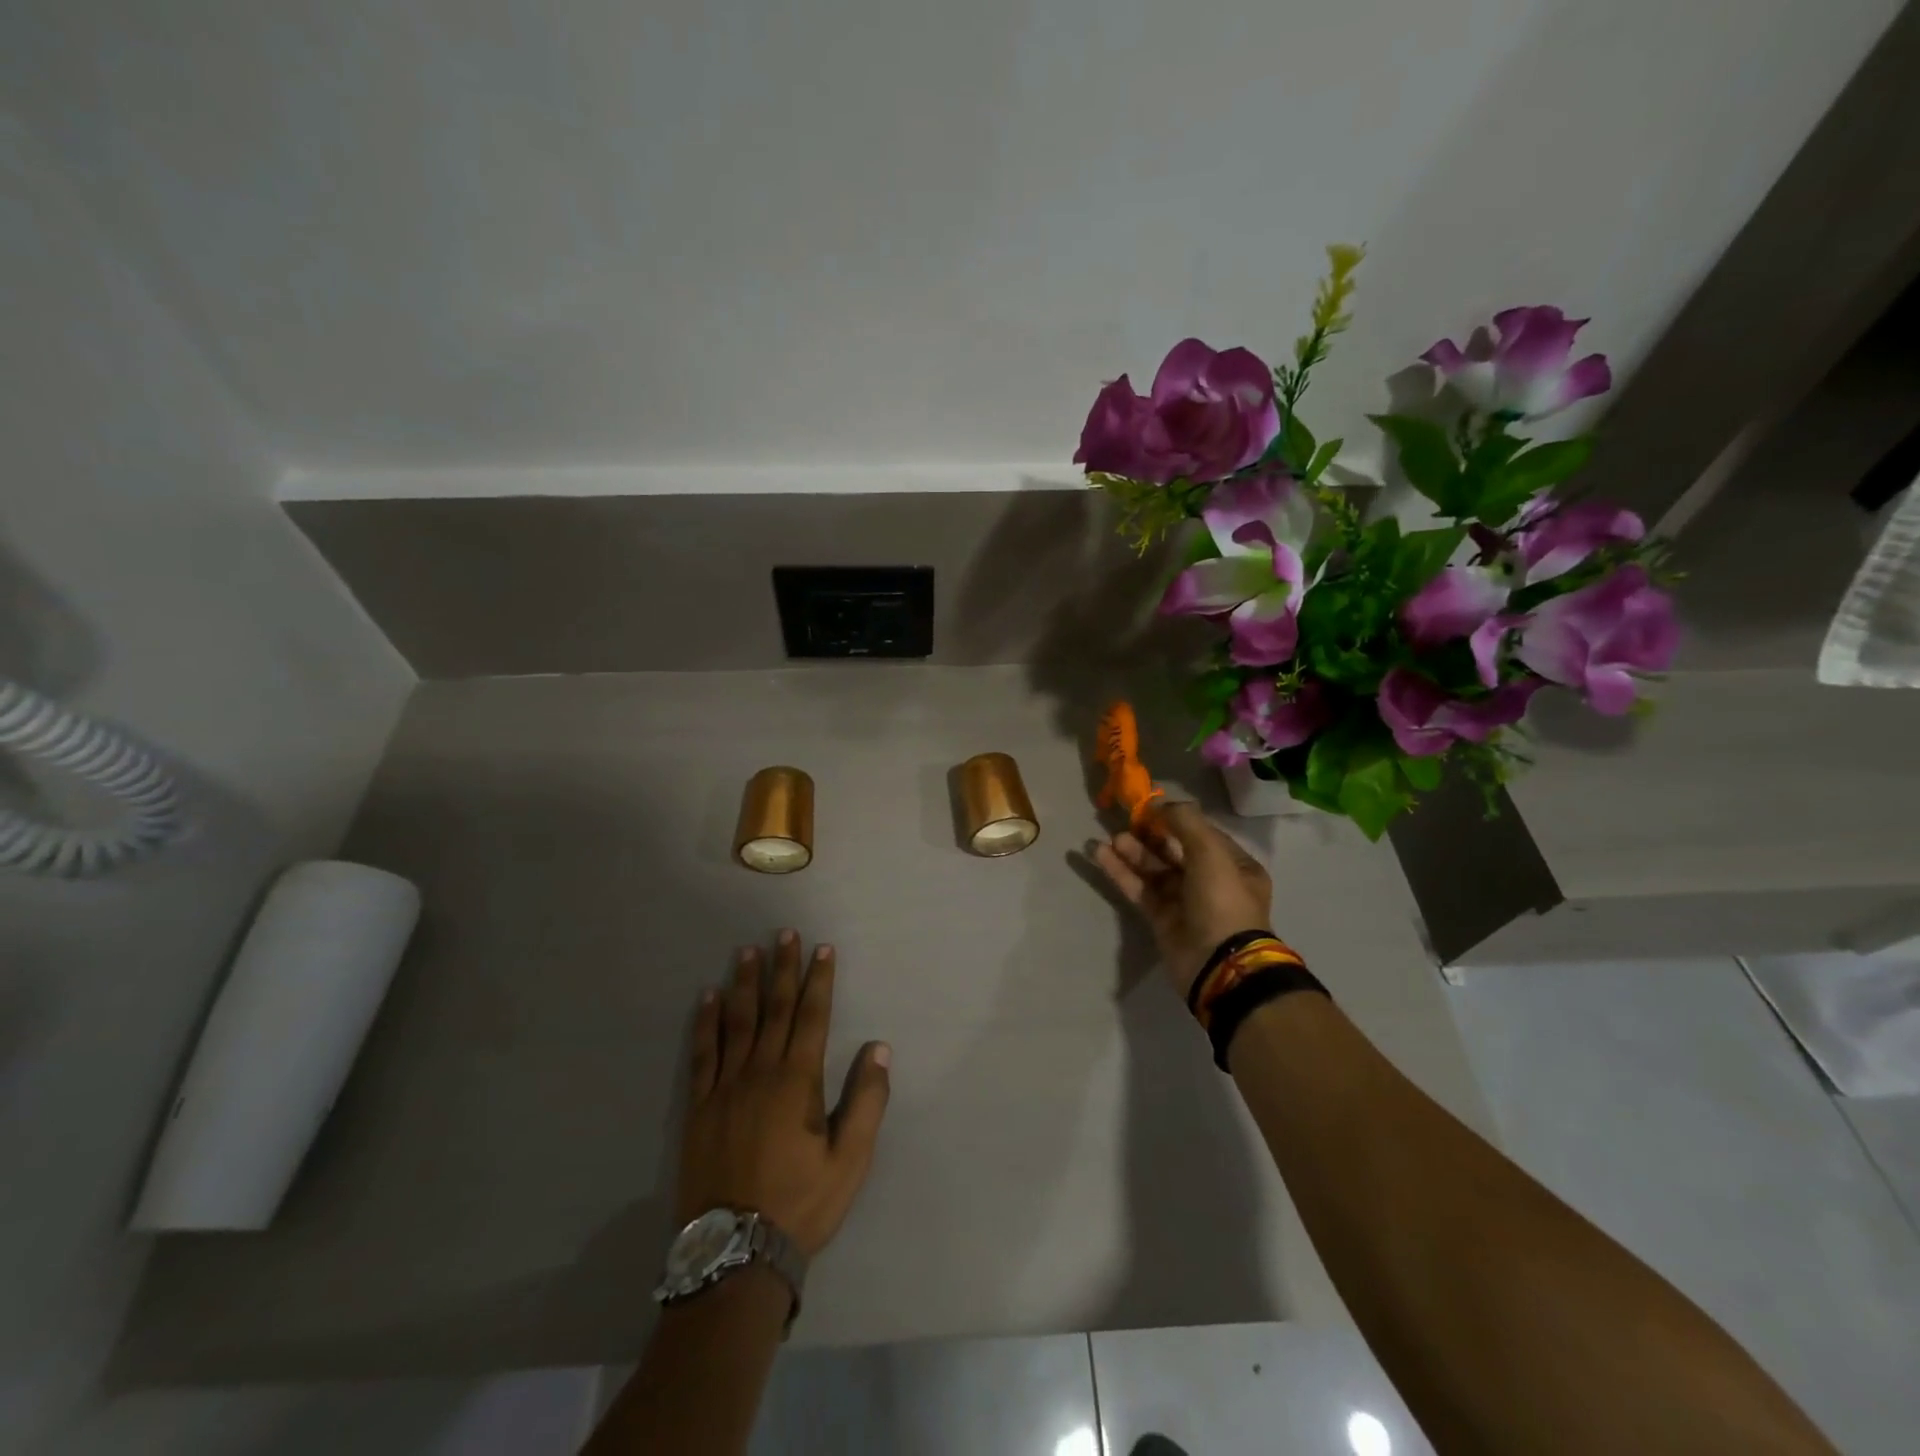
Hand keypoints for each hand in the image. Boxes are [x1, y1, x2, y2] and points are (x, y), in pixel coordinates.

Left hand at [677, 930, 890, 1257]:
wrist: (734, 1255)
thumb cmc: (800, 1205)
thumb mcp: (850, 1161)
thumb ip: (867, 1101)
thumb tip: (879, 1048)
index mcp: (797, 1082)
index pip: (811, 1017)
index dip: (818, 980)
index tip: (822, 949)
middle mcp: (759, 1073)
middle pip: (774, 1009)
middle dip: (782, 968)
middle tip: (784, 933)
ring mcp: (724, 1088)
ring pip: (737, 1023)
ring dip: (745, 984)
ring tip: (747, 951)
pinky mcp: (698, 1107)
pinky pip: (702, 1054)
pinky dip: (706, 1023)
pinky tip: (708, 999)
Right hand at [1091, 800, 1273, 998]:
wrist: (1219, 964)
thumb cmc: (1222, 902)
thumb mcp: (1211, 853)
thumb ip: (1185, 822)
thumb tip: (1161, 803)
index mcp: (1234, 866)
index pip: (1201, 834)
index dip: (1175, 819)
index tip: (1149, 807)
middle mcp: (1211, 881)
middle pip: (1174, 850)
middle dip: (1150, 836)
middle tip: (1125, 822)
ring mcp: (1185, 901)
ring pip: (1154, 870)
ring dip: (1132, 852)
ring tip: (1109, 839)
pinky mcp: (1162, 919)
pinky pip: (1140, 889)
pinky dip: (1121, 872)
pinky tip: (1100, 855)